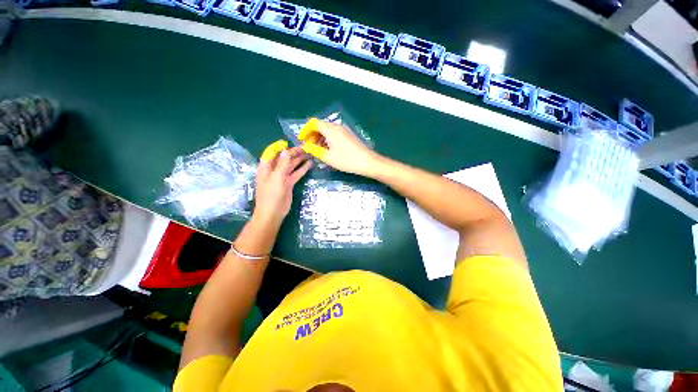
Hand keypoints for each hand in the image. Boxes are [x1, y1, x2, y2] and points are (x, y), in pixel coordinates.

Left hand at [254, 141, 311, 225]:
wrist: (273, 212)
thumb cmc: (271, 194)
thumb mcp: (277, 177)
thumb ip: (283, 164)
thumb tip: (286, 150)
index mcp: (266, 167)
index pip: (273, 153)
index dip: (281, 147)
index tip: (291, 142)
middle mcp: (274, 170)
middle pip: (284, 158)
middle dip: (294, 152)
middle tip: (306, 148)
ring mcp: (282, 177)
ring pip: (291, 165)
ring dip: (299, 160)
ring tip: (309, 153)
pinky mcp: (289, 183)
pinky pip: (296, 173)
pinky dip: (302, 169)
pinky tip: (309, 164)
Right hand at [299, 118, 380, 176]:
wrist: (367, 162)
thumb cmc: (347, 160)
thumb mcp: (328, 157)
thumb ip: (314, 150)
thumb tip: (305, 146)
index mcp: (331, 129)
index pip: (313, 123)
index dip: (305, 130)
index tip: (302, 140)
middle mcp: (337, 126)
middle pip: (320, 126)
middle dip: (312, 135)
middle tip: (310, 147)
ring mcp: (344, 130)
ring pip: (327, 130)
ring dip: (320, 138)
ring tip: (318, 150)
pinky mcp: (348, 136)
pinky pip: (334, 134)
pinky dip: (328, 140)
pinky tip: (328, 150)